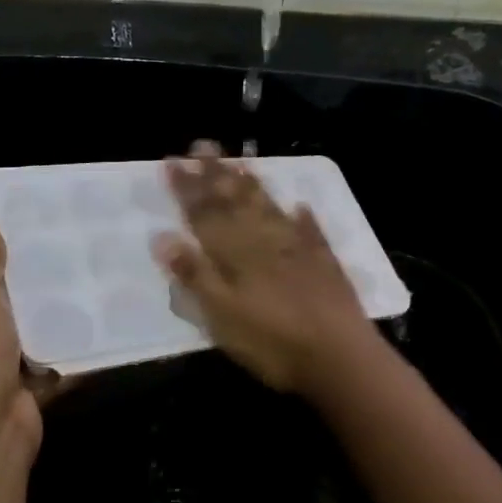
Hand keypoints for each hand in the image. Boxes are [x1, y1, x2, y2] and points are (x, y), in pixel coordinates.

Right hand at [152, 142, 386, 398]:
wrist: (339, 356)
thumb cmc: (272, 341)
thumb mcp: (221, 315)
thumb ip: (194, 275)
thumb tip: (162, 236)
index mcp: (236, 253)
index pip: (205, 214)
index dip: (187, 188)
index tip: (172, 160)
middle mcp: (265, 240)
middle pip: (236, 202)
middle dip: (217, 174)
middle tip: (203, 145)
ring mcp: (298, 249)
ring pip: (270, 208)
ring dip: (253, 186)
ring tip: (241, 162)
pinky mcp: (324, 263)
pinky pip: (312, 231)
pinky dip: (304, 217)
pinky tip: (301, 205)